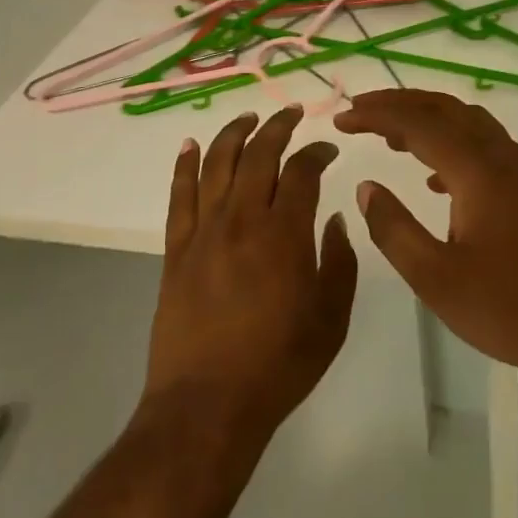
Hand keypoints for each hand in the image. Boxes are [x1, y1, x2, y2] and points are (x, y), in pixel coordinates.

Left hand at [142, 106, 357, 445]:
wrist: (208, 404)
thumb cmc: (279, 364)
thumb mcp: (332, 319)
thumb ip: (340, 263)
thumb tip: (334, 221)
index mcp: (285, 233)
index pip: (302, 171)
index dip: (316, 152)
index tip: (327, 149)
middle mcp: (243, 218)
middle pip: (259, 154)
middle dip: (278, 126)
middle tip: (292, 113)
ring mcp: (205, 231)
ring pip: (218, 164)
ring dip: (234, 133)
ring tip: (248, 117)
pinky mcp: (176, 248)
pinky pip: (179, 195)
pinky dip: (185, 165)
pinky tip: (191, 145)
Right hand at [336, 89, 517, 383]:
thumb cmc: (510, 309)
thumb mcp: (436, 278)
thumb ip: (393, 228)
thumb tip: (366, 187)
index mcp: (477, 170)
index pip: (418, 122)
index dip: (375, 115)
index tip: (340, 119)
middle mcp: (502, 155)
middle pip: (444, 108)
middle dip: (399, 104)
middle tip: (359, 112)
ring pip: (468, 121)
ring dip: (427, 118)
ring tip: (390, 136)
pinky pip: (484, 144)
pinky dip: (452, 142)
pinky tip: (434, 177)